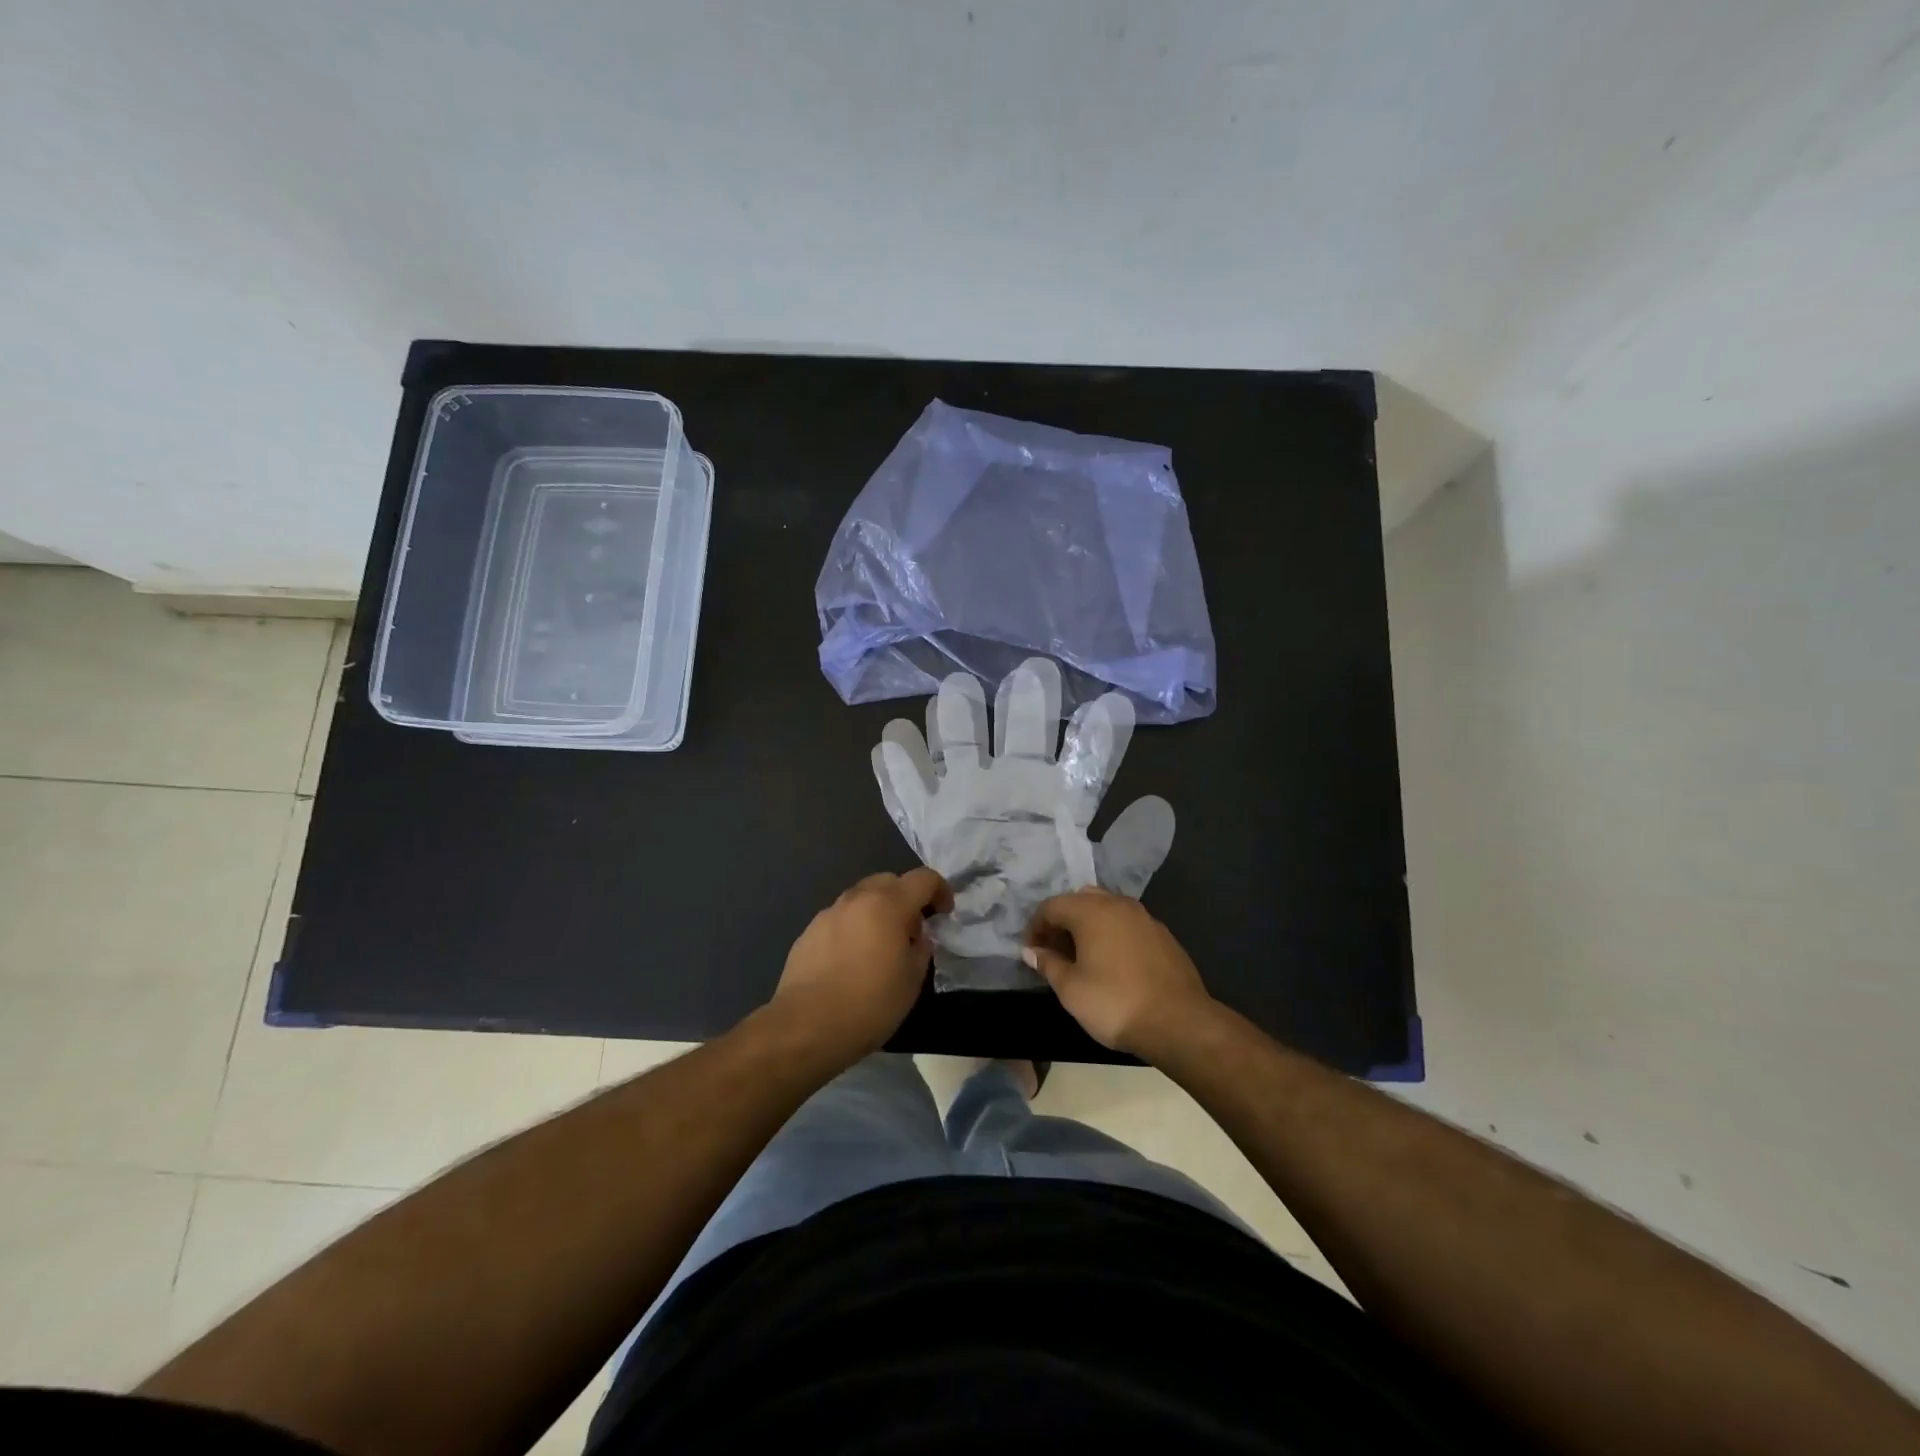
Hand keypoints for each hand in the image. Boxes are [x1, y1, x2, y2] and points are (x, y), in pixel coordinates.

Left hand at [770, 869, 953, 1065]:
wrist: (805, 1027)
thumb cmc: (869, 1004)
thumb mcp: (912, 980)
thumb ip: (921, 948)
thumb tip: (916, 937)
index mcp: (888, 904)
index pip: (923, 878)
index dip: (940, 890)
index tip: (944, 913)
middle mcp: (856, 899)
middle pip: (889, 881)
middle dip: (906, 898)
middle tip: (911, 931)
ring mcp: (828, 914)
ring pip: (861, 898)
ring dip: (877, 911)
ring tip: (879, 947)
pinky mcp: (807, 932)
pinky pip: (840, 919)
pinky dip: (853, 928)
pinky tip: (851, 961)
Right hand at [1023, 889, 1215, 1058]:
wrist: (1179, 1022)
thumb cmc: (1115, 1003)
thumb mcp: (1071, 989)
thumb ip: (1048, 964)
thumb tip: (1032, 950)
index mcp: (1091, 910)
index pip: (1051, 906)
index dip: (1035, 927)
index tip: (1030, 951)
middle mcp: (1117, 904)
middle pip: (1080, 900)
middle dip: (1062, 921)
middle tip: (1054, 951)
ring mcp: (1144, 917)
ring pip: (1106, 909)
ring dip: (1088, 925)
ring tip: (1081, 957)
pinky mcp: (1162, 934)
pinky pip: (1127, 923)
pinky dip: (1112, 934)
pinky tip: (1112, 963)